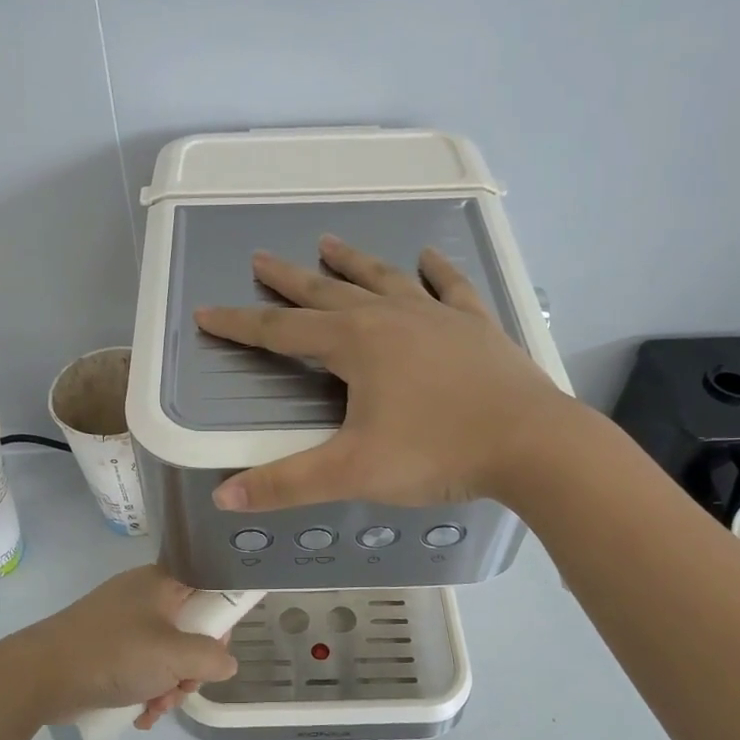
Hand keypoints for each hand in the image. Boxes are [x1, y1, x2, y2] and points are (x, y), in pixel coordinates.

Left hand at [0, 565, 238, 727]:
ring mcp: (123, 624)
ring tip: (155, 707)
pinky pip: (141, 668)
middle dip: (191, 668)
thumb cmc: (113, 655)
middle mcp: (144, 597)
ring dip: (169, 686)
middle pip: (190, 630)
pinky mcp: (107, 650)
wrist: (38, 676)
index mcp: (162, 583)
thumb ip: (211, 658)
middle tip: (183, 687)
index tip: (217, 652)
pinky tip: (140, 714)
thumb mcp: (173, 656)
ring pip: (166, 655)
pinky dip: (146, 690)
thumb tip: (227, 663)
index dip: (220, 621)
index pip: (208, 589)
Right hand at [194, 235, 567, 510]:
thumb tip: (222, 496)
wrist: (532, 444)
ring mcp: (438, 316)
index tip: (207, 311)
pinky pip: (451, 288)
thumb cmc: (437, 453)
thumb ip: (285, 484)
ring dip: (353, 262)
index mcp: (355, 344)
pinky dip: (436, 271)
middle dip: (289, 279)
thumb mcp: (352, 473)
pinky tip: (429, 257)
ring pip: (385, 279)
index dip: (241, 323)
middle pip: (328, 292)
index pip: (282, 330)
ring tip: (329, 243)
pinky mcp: (476, 327)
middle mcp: (391, 317)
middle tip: (261, 258)